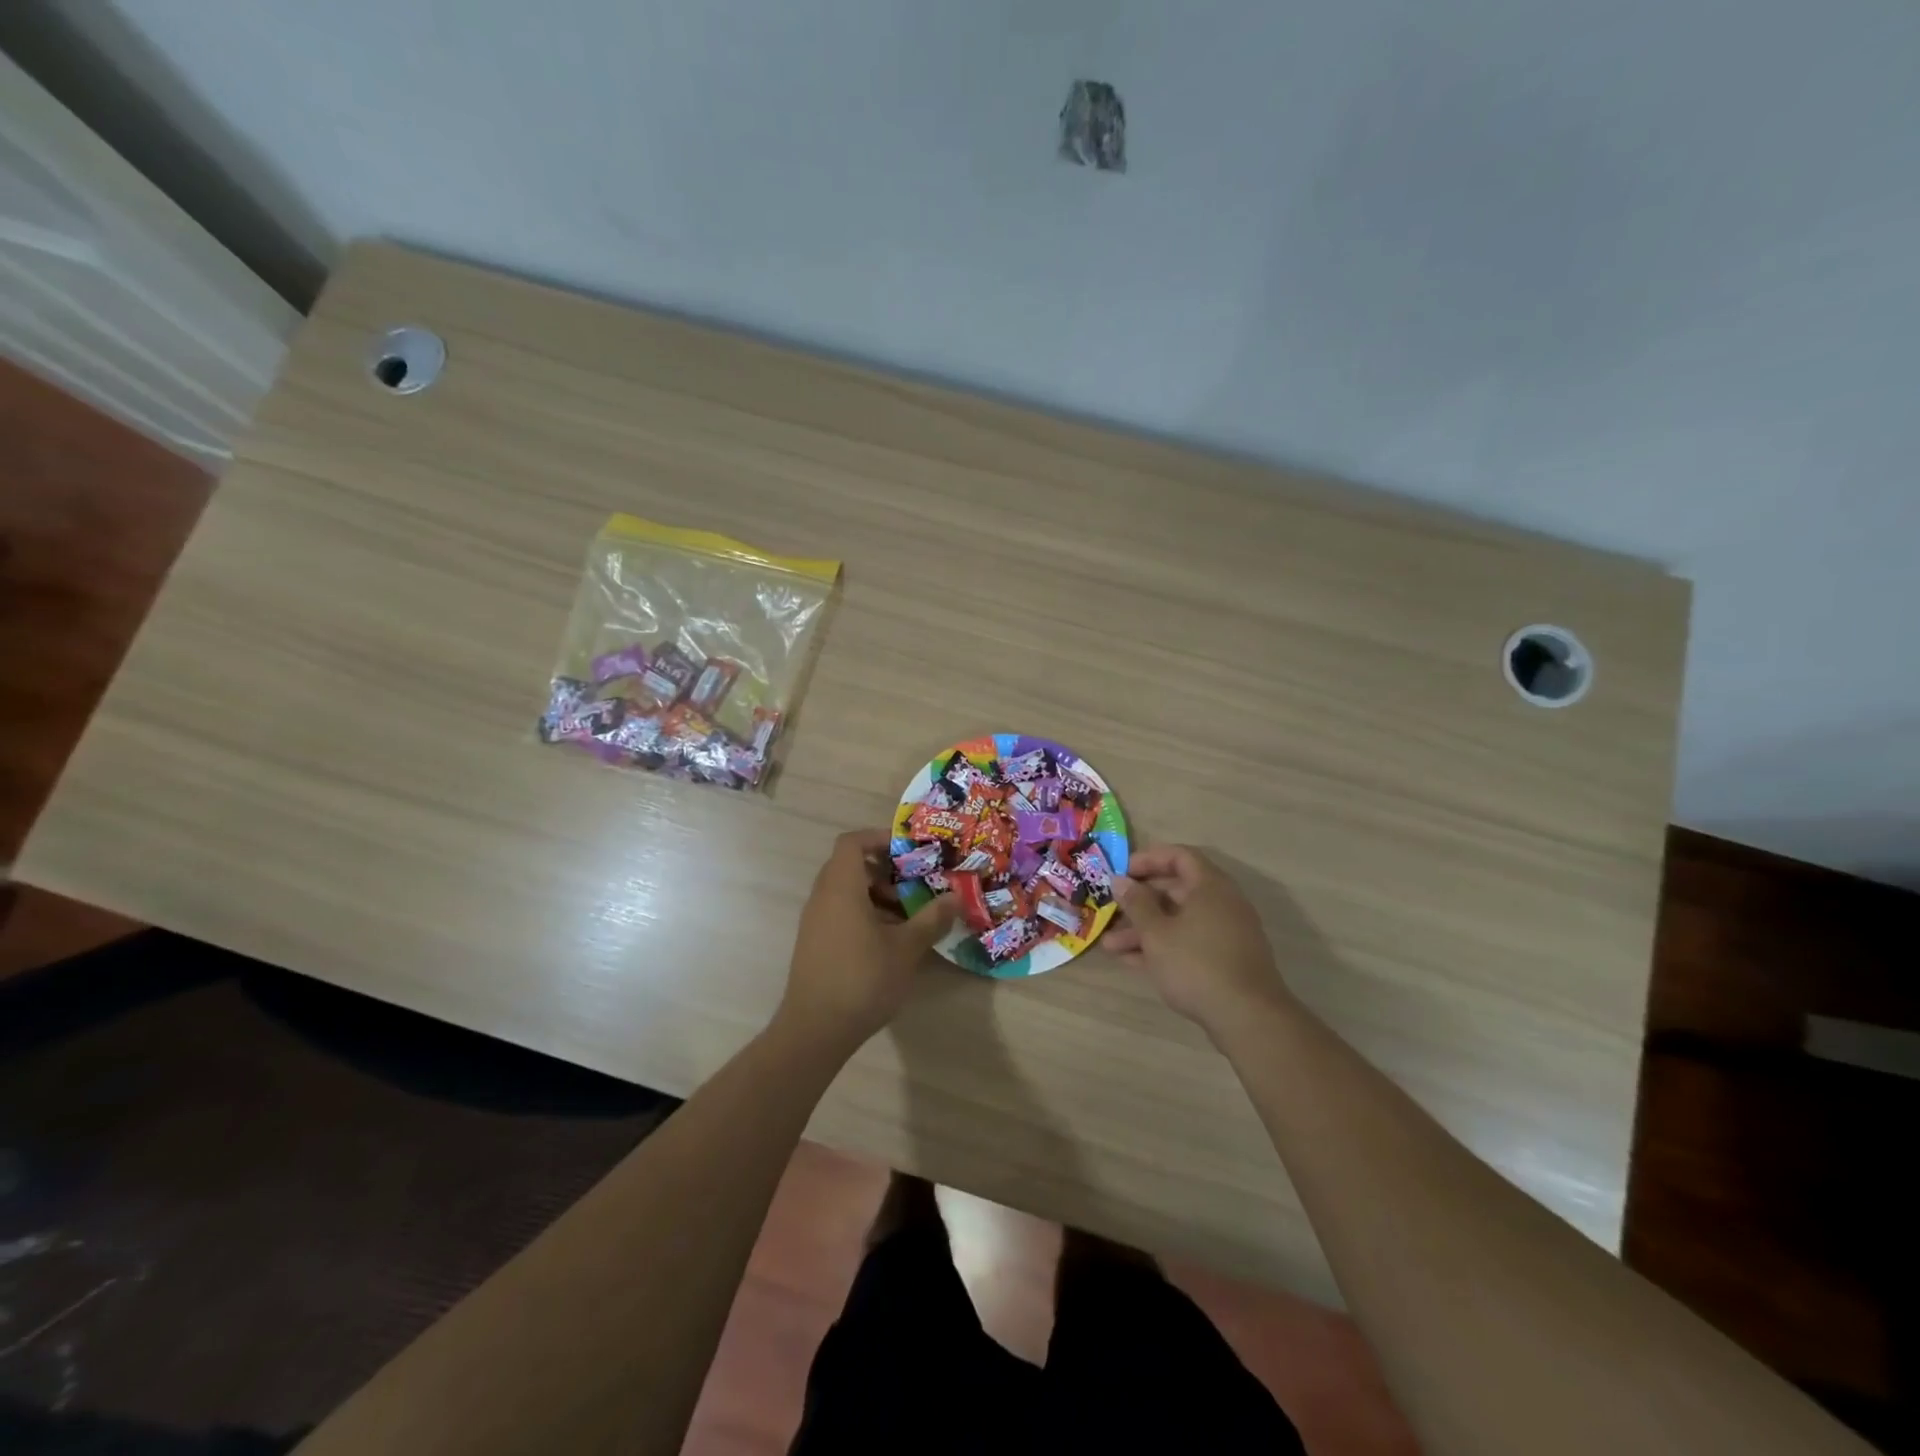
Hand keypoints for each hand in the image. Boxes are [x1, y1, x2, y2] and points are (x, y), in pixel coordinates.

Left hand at [778, 828, 957, 1047]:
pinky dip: (865, 913)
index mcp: (841, 888)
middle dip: (886, 870)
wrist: (815, 1030)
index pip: (852, 842)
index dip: (880, 838)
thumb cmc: (863, 979)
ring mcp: (815, 921)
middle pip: (851, 865)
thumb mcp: (906, 948)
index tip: (909, 850)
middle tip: (916, 883)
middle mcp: (823, 897)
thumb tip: (956, 897)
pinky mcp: (815, 943)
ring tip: (909, 915)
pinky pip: (840, 912)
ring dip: (877, 894)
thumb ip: (931, 918)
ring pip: (847, 891)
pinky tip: (890, 939)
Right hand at [1106, 845, 1293, 1032]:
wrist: (1248, 1018)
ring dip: (1145, 930)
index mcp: (1210, 887)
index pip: (1179, 856)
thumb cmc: (1196, 964)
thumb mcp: (1156, 933)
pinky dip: (1163, 947)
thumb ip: (1136, 903)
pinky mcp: (1225, 960)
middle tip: (1112, 910)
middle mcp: (1222, 904)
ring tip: (1110, 946)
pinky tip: (1132, 962)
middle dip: (1140, 902)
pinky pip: (1188, 943)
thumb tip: (1120, 880)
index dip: (1148, 859)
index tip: (1121, 872)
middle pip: (1176, 890)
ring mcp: (1226, 933)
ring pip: (1179, 921)